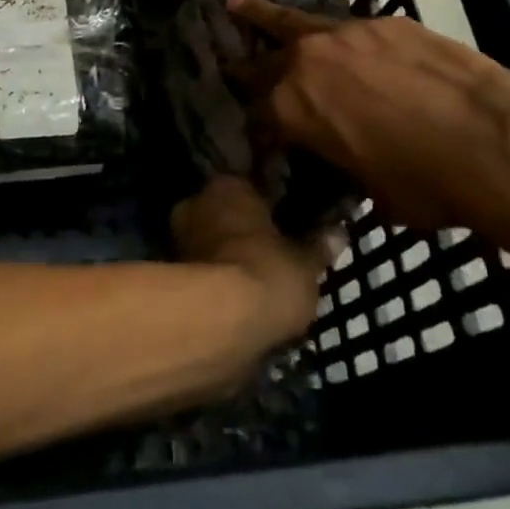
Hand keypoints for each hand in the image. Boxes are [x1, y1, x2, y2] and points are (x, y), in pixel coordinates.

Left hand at [171, 175, 332, 349]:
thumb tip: (338, 233)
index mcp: (228, 185)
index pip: (251, 187)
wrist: (220, 323)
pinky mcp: (171, 279)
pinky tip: (238, 303)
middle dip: (243, 231)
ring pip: (211, 244)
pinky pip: (203, 274)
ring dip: (228, 258)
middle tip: (271, 255)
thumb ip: (319, 246)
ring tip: (256, 284)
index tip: (285, 223)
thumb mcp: (306, 262)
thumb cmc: (268, 272)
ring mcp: (179, 240)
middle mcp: (197, 202)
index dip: (270, 206)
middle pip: (225, 214)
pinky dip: (217, 285)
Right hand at [226, 0, 509, 245]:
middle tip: (227, 61)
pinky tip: (349, 45)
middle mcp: (308, 61)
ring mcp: (348, 33)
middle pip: (264, 59)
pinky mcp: (387, 21)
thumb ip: (345, 163)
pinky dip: (339, 37)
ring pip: (294, 21)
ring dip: (265, 16)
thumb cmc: (427, 183)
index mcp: (292, 108)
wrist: (493, 137)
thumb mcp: (372, 189)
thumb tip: (351, 157)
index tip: (260, 138)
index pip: (257, 115)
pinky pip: (349, 28)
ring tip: (238, 1)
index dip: (258, 130)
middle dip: (244, 65)